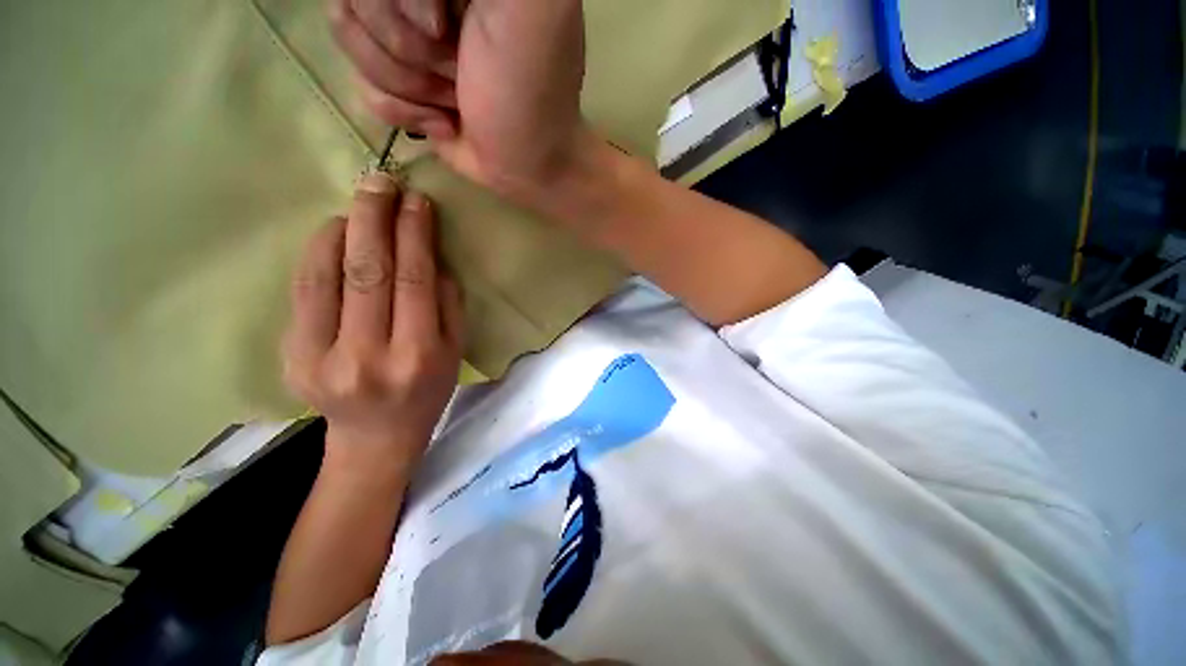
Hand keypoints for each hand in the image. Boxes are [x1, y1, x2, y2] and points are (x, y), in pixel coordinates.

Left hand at [283, 173, 462, 472]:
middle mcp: (369, 355)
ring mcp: (321, 357)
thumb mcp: (455, 352)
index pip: (415, 281)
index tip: (416, 200)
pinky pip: (303, 293)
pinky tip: (333, 233)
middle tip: (380, 181)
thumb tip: (430, 257)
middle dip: (374, 219)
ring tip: (359, 202)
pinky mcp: (291, 357)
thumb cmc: (428, 391)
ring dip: (343, 230)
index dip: (415, 235)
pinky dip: (316, 254)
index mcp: (418, 355)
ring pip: (328, 276)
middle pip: (368, 272)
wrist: (375, 436)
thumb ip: (448, 305)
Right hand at [331, 0, 588, 199]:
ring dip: (409, 84)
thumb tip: (424, 0)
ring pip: (349, 36)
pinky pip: (361, 83)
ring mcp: (404, 32)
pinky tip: (445, 122)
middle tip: (458, 71)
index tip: (444, 29)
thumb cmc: (532, 90)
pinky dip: (404, 112)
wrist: (529, 164)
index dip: (399, 1)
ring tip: (456, 100)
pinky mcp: (399, 78)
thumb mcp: (533, 6)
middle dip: (408, 47)